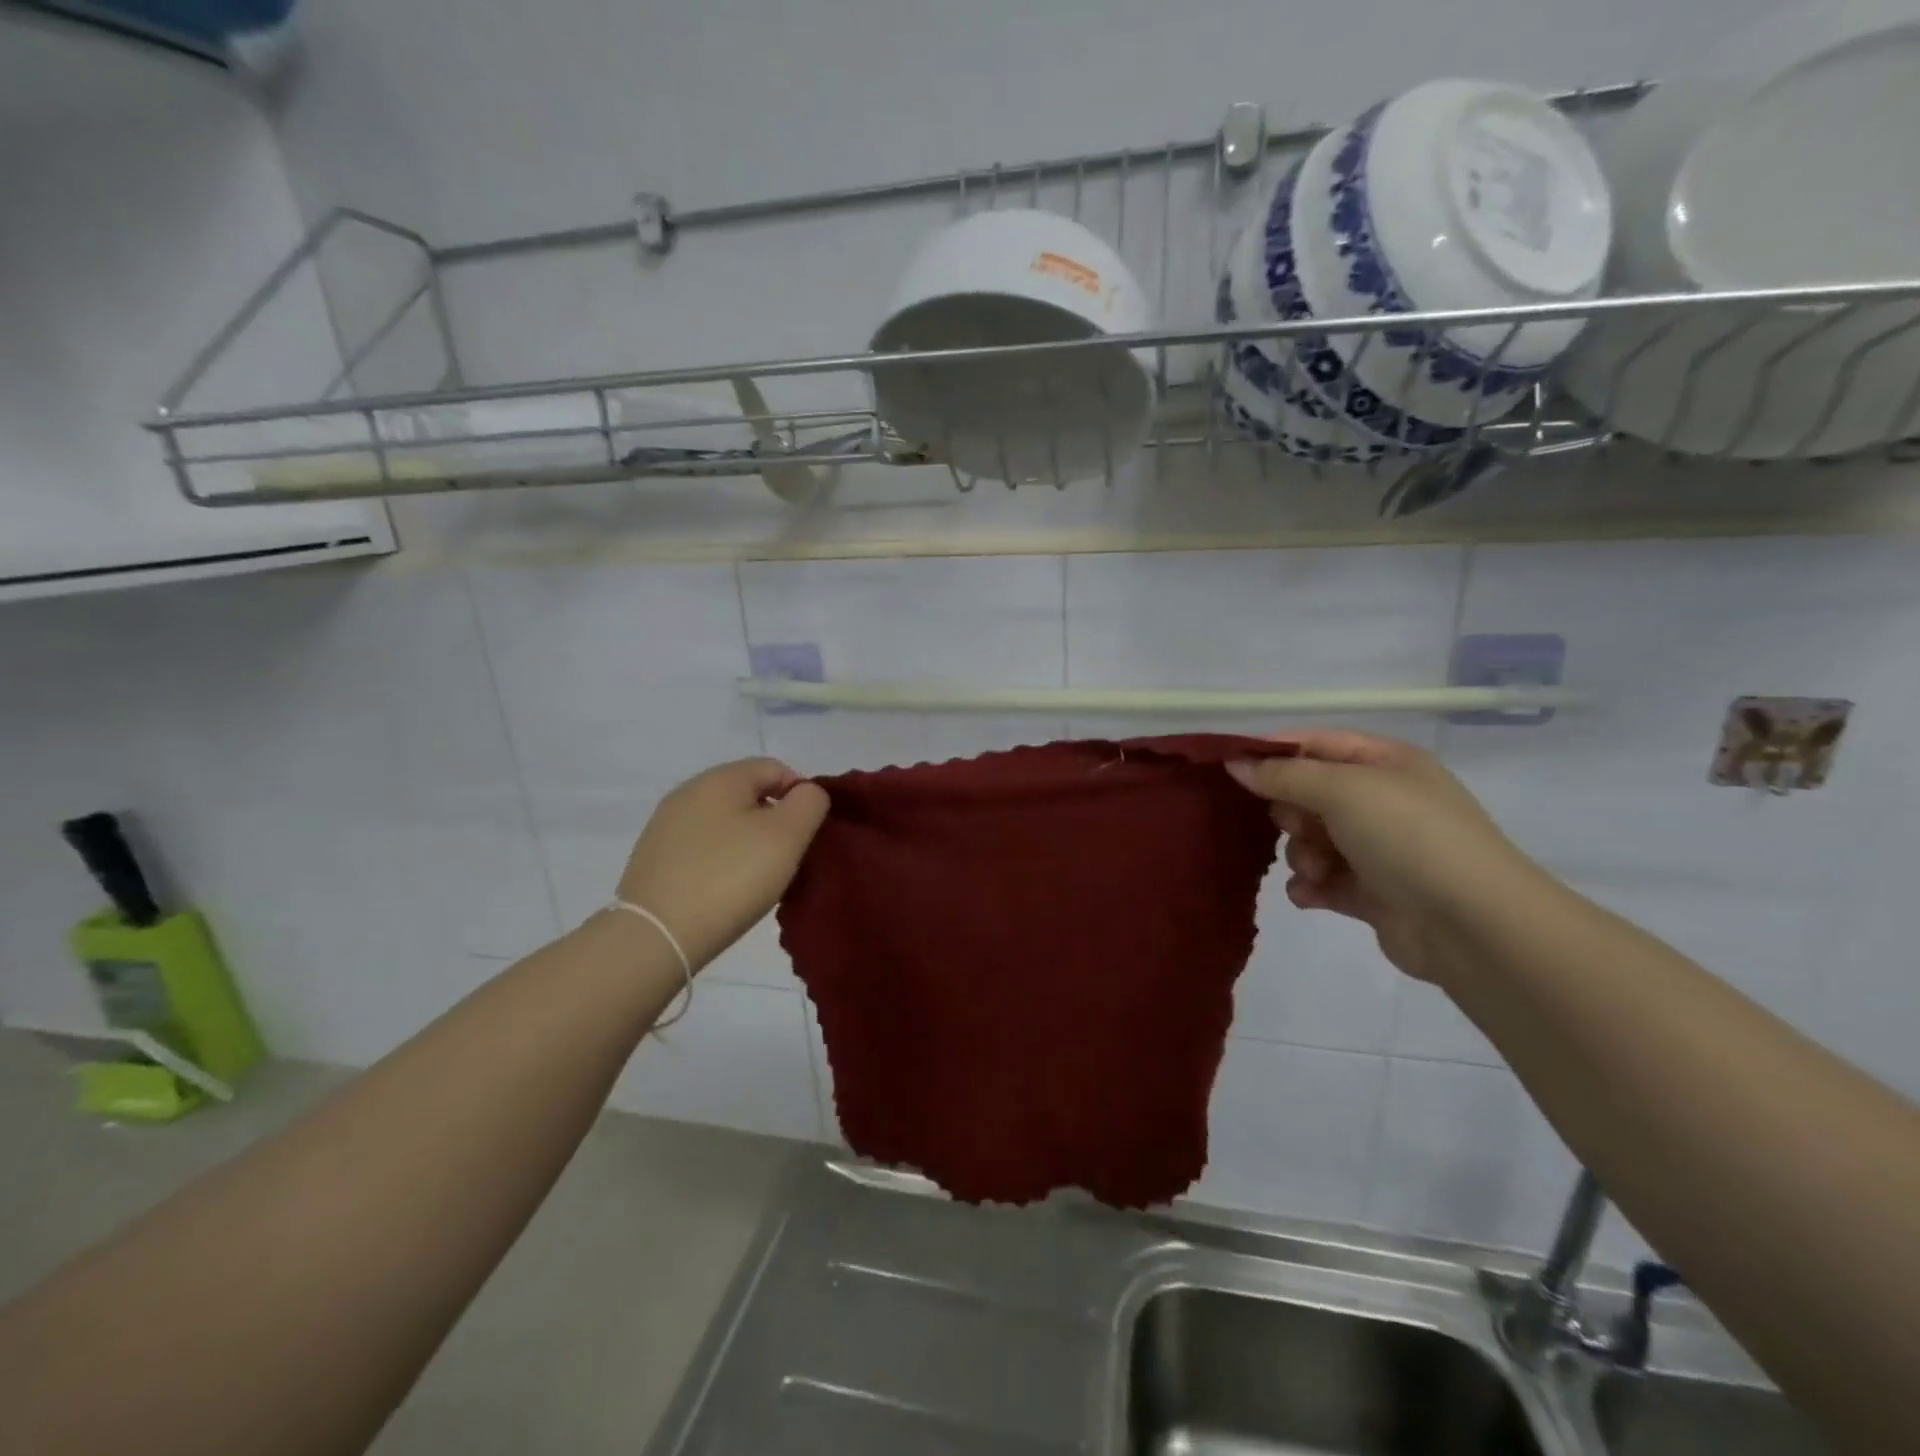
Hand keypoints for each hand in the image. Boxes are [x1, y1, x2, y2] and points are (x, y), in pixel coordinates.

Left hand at [616, 759, 829, 969]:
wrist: (657, 936)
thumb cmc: (731, 878)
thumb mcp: (787, 836)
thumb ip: (809, 803)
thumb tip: (805, 794)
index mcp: (720, 778)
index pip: (775, 768)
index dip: (801, 794)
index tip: (809, 833)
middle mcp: (688, 792)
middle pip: (748, 794)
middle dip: (774, 820)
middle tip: (788, 857)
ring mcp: (665, 826)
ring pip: (724, 822)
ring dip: (748, 842)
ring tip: (759, 878)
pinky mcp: (653, 859)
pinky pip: (702, 848)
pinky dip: (722, 860)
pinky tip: (727, 889)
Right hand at [1227, 730, 1539, 983]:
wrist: (1472, 924)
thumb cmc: (1409, 836)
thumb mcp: (1342, 789)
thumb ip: (1283, 775)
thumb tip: (1235, 763)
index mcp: (1385, 763)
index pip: (1315, 743)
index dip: (1273, 753)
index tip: (1231, 769)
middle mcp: (1383, 800)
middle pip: (1308, 793)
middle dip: (1290, 812)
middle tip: (1294, 825)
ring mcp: (1379, 848)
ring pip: (1311, 839)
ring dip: (1301, 853)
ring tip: (1316, 869)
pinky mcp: (1372, 892)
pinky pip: (1323, 879)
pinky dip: (1311, 886)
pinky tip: (1311, 894)